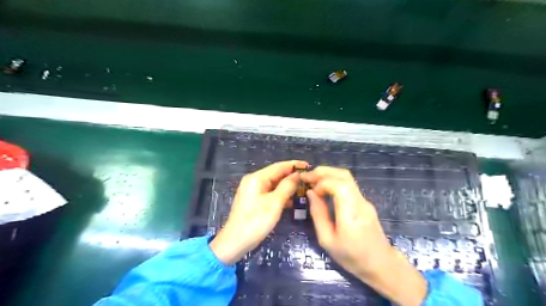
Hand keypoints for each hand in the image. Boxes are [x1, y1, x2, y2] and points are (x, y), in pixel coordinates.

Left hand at [210, 160, 308, 264]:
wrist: (234, 243)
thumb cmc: (255, 222)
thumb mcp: (274, 203)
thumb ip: (287, 186)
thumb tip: (297, 174)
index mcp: (256, 178)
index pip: (279, 166)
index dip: (294, 165)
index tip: (309, 166)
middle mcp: (253, 181)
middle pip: (276, 174)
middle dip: (292, 176)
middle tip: (309, 179)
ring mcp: (252, 191)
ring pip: (274, 184)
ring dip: (287, 186)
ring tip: (303, 189)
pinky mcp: (253, 200)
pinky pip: (270, 193)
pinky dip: (280, 195)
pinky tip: (291, 200)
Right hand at [301, 167, 423, 305]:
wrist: (381, 264)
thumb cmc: (351, 256)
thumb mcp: (327, 240)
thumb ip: (318, 214)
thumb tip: (311, 193)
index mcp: (351, 214)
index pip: (339, 185)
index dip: (322, 182)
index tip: (310, 190)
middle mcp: (360, 202)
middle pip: (344, 175)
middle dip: (323, 172)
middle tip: (307, 176)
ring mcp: (365, 200)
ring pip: (347, 178)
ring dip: (329, 174)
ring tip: (313, 179)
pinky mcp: (365, 202)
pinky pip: (349, 185)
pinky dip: (334, 181)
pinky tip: (324, 188)